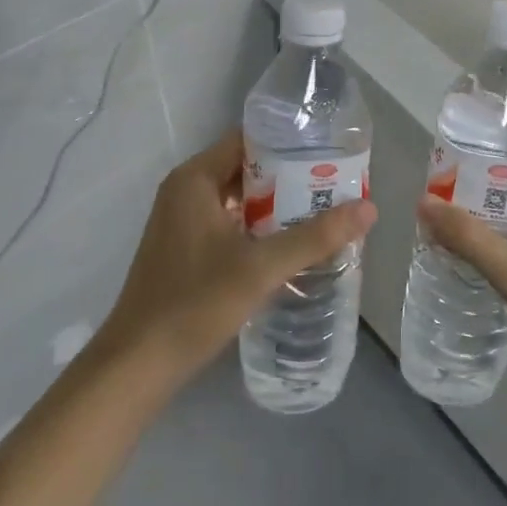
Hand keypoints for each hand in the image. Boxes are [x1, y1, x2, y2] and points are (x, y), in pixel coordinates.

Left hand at [95, 130, 376, 387]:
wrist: (137, 366)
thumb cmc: (195, 303)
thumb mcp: (261, 267)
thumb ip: (315, 237)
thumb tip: (369, 209)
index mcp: (195, 179)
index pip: (248, 140)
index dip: (289, 143)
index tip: (328, 152)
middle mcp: (185, 191)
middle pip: (246, 168)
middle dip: (290, 176)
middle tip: (335, 184)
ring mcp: (182, 221)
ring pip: (239, 198)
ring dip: (276, 204)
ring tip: (322, 211)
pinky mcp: (184, 249)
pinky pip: (229, 222)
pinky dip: (258, 227)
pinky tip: (290, 244)